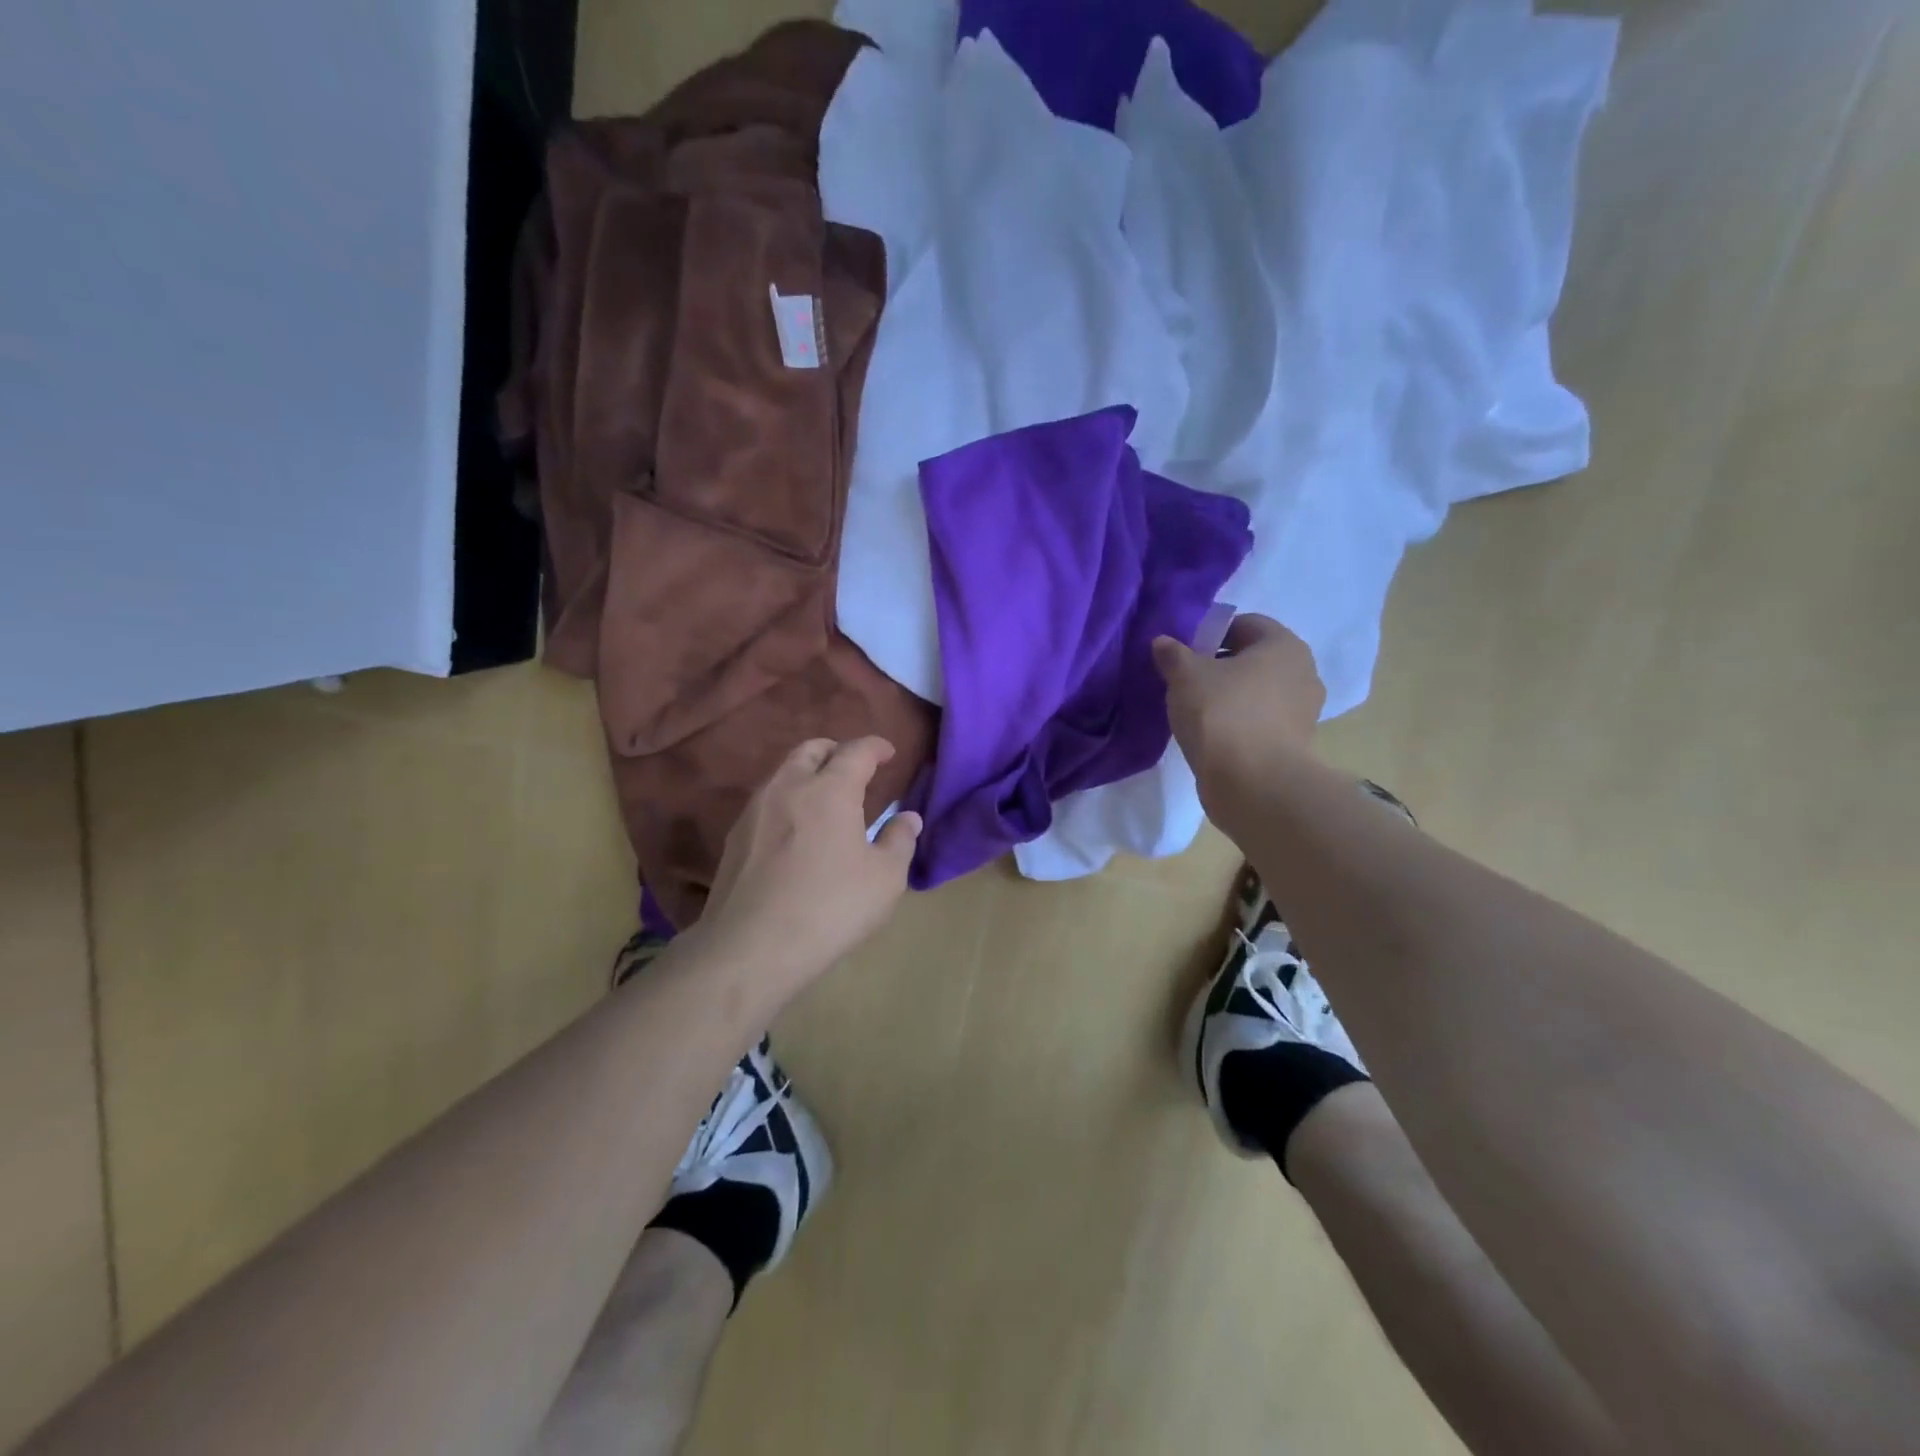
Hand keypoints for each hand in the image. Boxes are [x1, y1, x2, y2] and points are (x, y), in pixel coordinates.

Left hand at [696, 736, 922, 1000]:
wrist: (750, 949)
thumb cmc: (830, 908)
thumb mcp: (884, 879)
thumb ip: (900, 841)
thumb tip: (907, 818)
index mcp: (829, 790)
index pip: (856, 751)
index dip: (876, 747)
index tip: (888, 752)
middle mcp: (788, 787)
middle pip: (811, 750)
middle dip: (836, 751)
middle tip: (854, 768)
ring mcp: (755, 811)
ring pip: (783, 773)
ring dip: (808, 774)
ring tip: (826, 798)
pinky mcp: (734, 837)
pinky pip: (766, 802)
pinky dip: (787, 800)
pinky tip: (796, 830)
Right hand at [1153, 614, 1324, 812]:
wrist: (1254, 785)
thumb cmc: (1222, 715)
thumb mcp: (1185, 676)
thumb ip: (1173, 655)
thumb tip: (1164, 643)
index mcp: (1284, 645)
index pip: (1245, 624)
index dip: (1211, 633)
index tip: (1185, 653)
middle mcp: (1303, 673)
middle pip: (1253, 660)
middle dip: (1219, 667)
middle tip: (1186, 682)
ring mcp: (1303, 713)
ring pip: (1257, 693)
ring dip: (1229, 698)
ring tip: (1196, 713)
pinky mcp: (1294, 746)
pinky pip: (1259, 723)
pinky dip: (1238, 725)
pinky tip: (1212, 738)